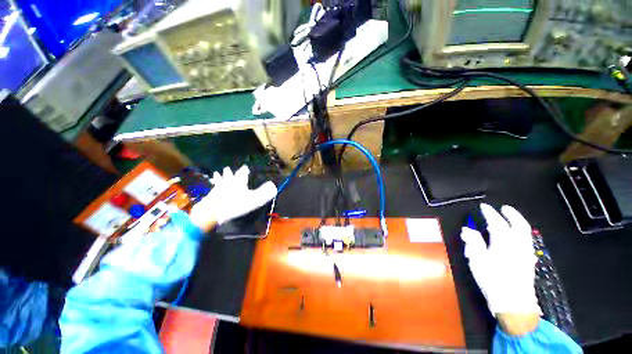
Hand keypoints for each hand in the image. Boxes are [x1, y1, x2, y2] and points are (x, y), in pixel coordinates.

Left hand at [189, 166, 276, 231]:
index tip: (245, 167)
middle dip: (229, 172)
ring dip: (219, 176)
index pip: (242, 173)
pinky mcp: (211, 194)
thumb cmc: (236, 204)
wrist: (214, 210)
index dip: (244, 170)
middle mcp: (229, 182)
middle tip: (227, 168)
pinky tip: (211, 184)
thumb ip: (264, 192)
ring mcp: (219, 187)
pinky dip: (213, 184)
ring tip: (216, 173)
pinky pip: (213, 186)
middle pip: (229, 175)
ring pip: (219, 179)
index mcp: (239, 182)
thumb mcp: (254, 199)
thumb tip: (273, 186)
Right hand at [460, 204, 540, 333]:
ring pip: (526, 233)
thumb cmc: (493, 279)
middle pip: (519, 225)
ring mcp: (526, 253)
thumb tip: (467, 230)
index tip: (485, 207)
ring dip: (518, 223)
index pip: (497, 223)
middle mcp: (518, 245)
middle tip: (505, 208)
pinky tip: (517, 237)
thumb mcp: (477, 260)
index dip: (490, 213)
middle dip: (512, 214)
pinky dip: (522, 234)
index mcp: (504, 242)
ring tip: (511, 219)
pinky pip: (527, 241)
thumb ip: (473, 242)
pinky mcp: (528, 261)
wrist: (513, 302)